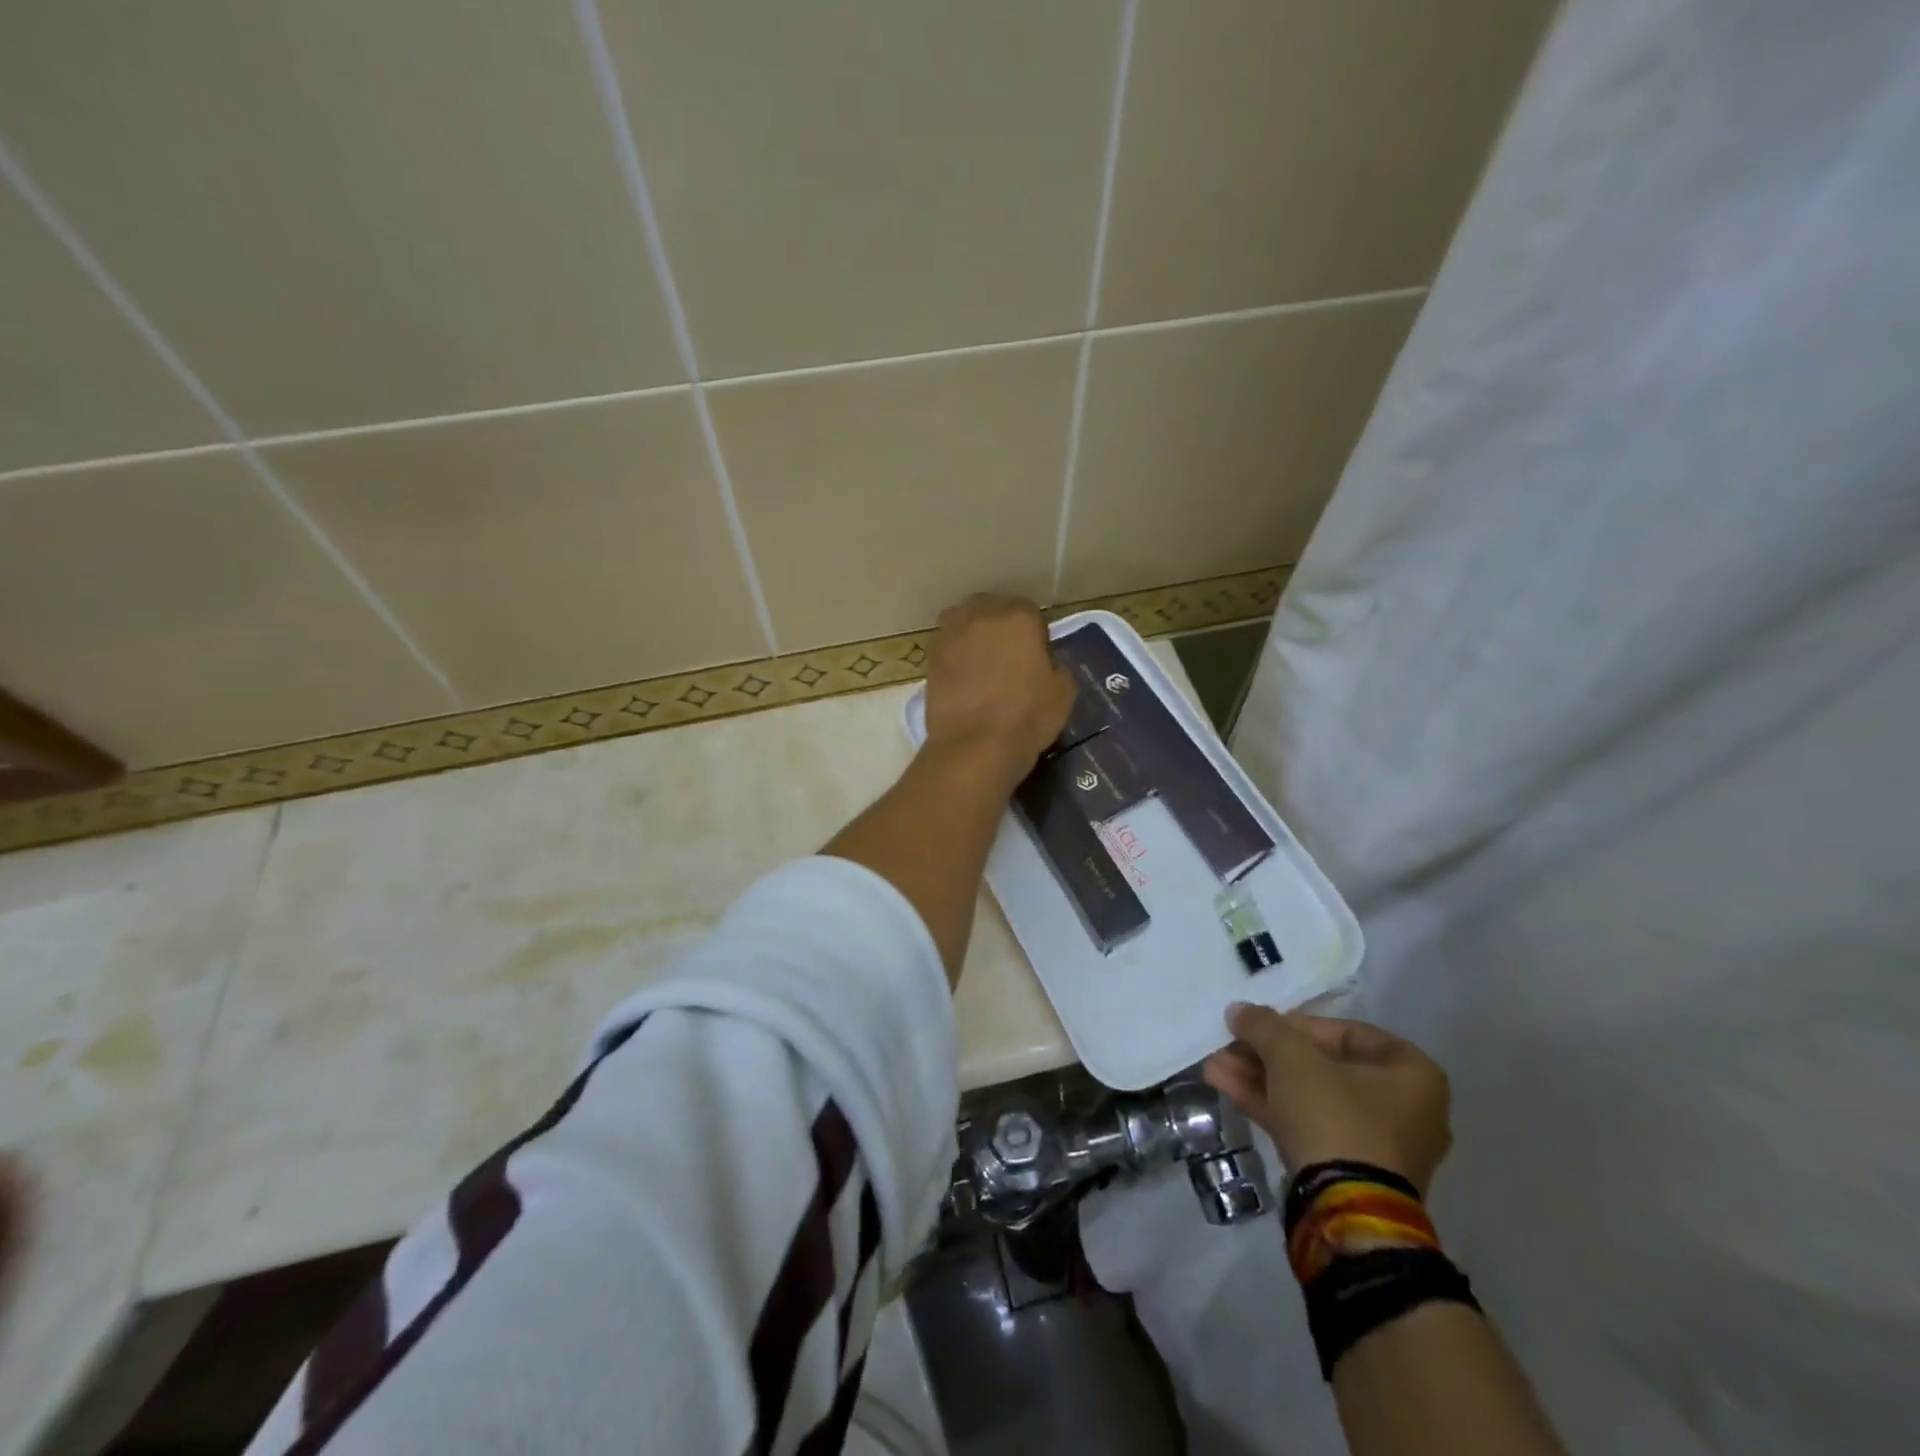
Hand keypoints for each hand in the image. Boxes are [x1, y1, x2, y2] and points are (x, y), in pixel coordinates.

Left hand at [923, 594, 1074, 782]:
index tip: (1035, 654)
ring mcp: (952, 635)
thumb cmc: (1027, 717)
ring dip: (972, 633)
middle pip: (991, 608)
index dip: (1033, 632)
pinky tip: (962, 677)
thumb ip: (1055, 664)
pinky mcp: (930, 657)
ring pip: (963, 620)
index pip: (1029, 610)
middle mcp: (982, 616)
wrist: (974, 746)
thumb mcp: (1063, 691)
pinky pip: (946, 645)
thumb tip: (1044, 660)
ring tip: (980, 661)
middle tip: (1007, 655)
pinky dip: (954, 654)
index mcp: (1019, 617)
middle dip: (999, 624)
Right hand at [1203, 1004, 1452, 1193]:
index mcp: (1411, 1072)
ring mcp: (1378, 1144)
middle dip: (1267, 1055)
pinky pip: (1308, 1125)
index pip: (1344, 1032)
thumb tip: (1239, 1011)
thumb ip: (1264, 1026)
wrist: (1346, 1211)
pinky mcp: (1352, 1172)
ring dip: (1260, 1078)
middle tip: (1229, 1045)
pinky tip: (1225, 1088)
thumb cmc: (1334, 1115)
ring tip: (1214, 1066)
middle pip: (1322, 1066)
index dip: (1294, 1024)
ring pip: (1310, 1097)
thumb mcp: (1291, 1057)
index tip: (1258, 1027)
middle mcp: (1406, 1107)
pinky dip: (1270, 1106)